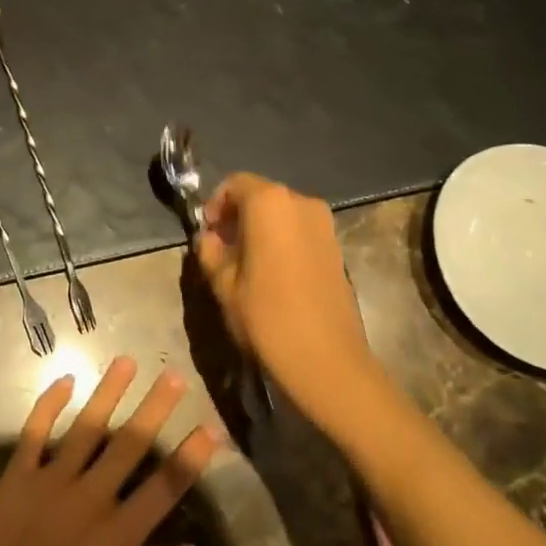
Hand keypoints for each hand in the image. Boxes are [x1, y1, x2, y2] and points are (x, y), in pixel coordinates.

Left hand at [0, 357, 223, 545]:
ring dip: (109, 392)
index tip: (212, 426)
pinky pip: (34, 432)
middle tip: (175, 375)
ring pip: (87, 427)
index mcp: (120, 536)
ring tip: (127, 361)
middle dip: (156, 407)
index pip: (166, 485)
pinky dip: (49, 404)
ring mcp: (51, 483)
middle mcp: (91, 498)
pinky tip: (65, 380)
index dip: (192, 455)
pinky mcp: (16, 479)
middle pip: (131, 444)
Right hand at [193, 172, 383, 430]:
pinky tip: (272, 275)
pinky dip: (282, 241)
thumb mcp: (223, 284)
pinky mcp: (337, 248)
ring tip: (246, 264)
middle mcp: (301, 203)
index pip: (235, 184)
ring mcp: (324, 225)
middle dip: (238, 216)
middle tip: (222, 249)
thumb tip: (210, 239)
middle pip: (261, 196)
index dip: (215, 204)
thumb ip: (210, 252)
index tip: (207, 233)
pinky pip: (300, 231)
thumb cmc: (267, 317)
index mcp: (270, 203)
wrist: (327, 362)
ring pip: (282, 214)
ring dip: (260, 229)